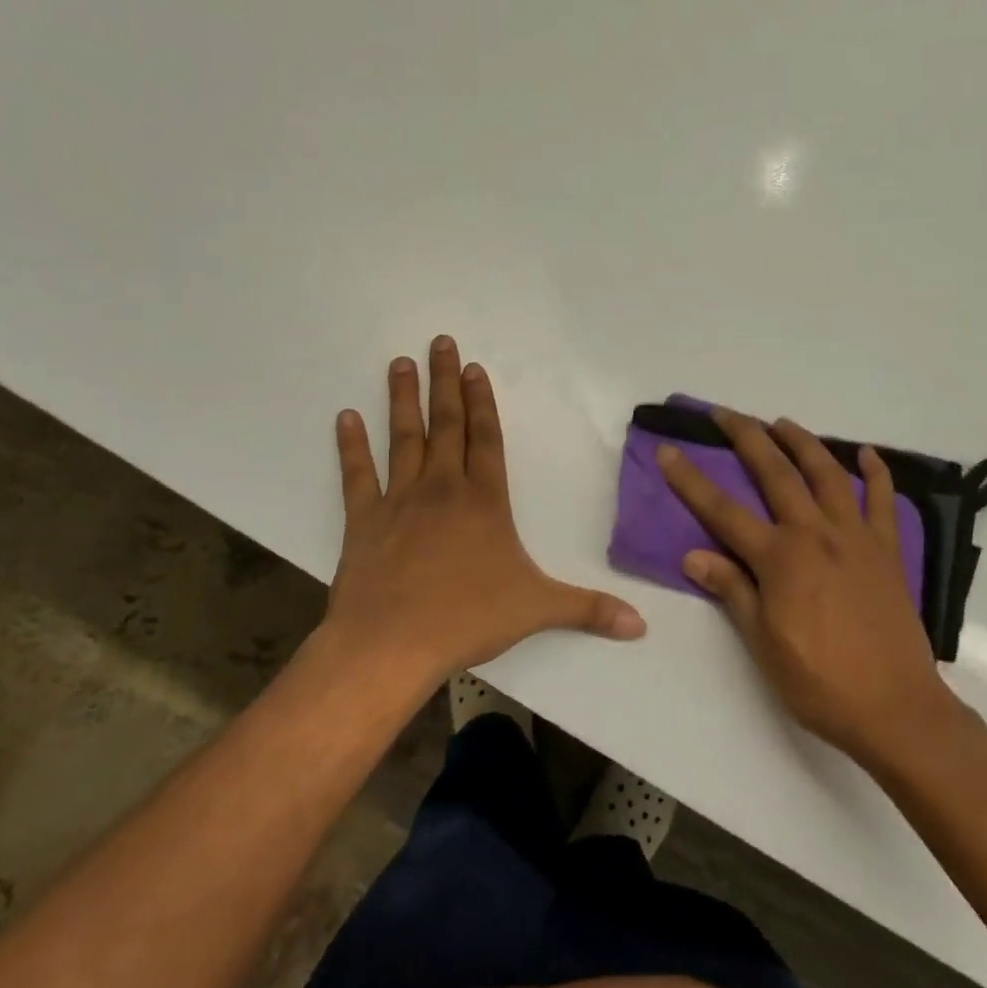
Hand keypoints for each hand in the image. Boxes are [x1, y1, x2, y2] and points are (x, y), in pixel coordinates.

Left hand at [321, 336, 645, 685]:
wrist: (391, 644)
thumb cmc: (467, 619)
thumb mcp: (537, 610)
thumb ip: (589, 610)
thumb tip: (641, 625)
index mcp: (484, 502)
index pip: (487, 440)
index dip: (483, 402)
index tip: (476, 368)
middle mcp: (443, 490)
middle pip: (446, 425)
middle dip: (445, 383)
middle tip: (439, 343)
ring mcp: (399, 501)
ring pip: (403, 439)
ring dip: (403, 400)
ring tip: (400, 363)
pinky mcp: (363, 521)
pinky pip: (357, 475)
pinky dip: (351, 446)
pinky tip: (346, 417)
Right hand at [656, 410, 954, 765]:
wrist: (895, 707)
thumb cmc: (819, 682)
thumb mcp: (763, 643)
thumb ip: (733, 591)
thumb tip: (694, 555)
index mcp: (779, 559)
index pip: (722, 511)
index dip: (690, 480)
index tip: (668, 450)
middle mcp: (815, 534)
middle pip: (776, 473)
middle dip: (747, 438)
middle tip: (726, 413)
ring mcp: (856, 538)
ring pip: (827, 474)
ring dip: (803, 443)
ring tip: (782, 423)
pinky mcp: (887, 551)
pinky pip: (883, 501)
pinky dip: (875, 473)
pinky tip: (865, 455)